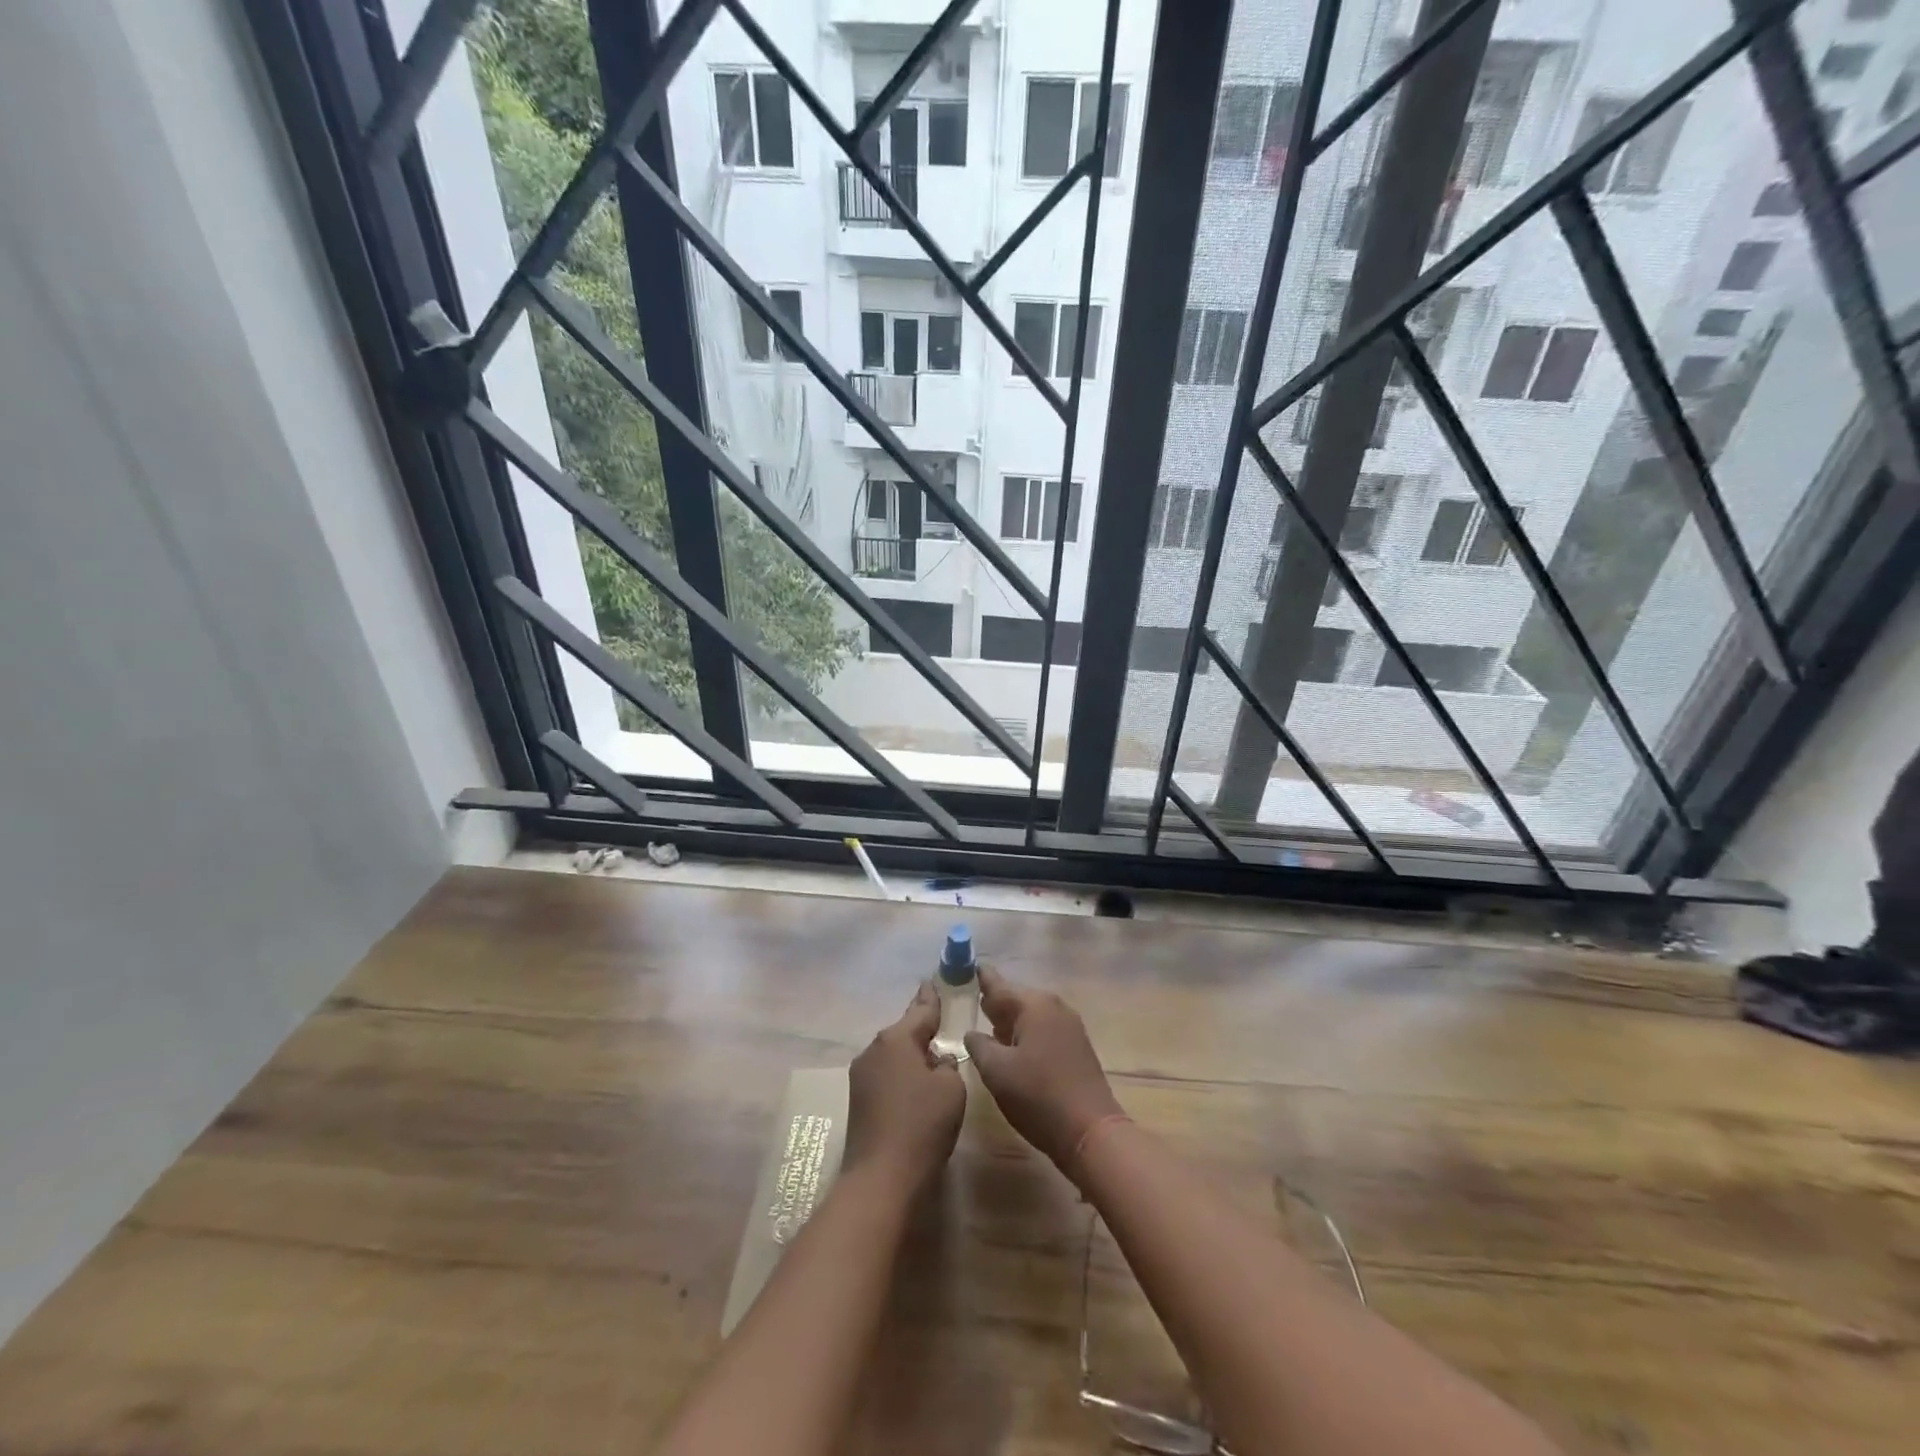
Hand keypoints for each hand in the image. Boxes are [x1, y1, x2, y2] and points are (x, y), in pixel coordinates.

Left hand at [841, 982, 965, 1190]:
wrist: (881, 1178)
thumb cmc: (922, 1125)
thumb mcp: (951, 1088)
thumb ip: (948, 1065)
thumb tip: (937, 1061)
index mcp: (896, 1038)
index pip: (920, 1009)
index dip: (930, 997)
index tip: (932, 981)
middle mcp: (874, 1049)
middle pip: (903, 1031)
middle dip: (921, 1028)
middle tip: (939, 1021)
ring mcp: (861, 1075)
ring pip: (893, 1054)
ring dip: (910, 1054)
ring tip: (931, 1057)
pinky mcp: (858, 1100)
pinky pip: (886, 1074)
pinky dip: (901, 1074)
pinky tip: (914, 1086)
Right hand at [963, 967, 1123, 1172]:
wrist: (1091, 1131)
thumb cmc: (1038, 1097)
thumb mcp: (997, 1072)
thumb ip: (979, 1045)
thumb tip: (972, 1033)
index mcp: (1033, 1005)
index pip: (999, 984)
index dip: (981, 977)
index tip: (966, 966)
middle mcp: (1054, 1007)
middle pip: (1016, 997)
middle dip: (995, 1002)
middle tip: (971, 1000)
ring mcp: (1069, 1026)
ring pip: (1031, 1015)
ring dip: (1010, 1020)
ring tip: (988, 1024)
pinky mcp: (1077, 1046)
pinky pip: (1044, 1029)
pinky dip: (1026, 1033)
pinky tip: (1013, 1047)